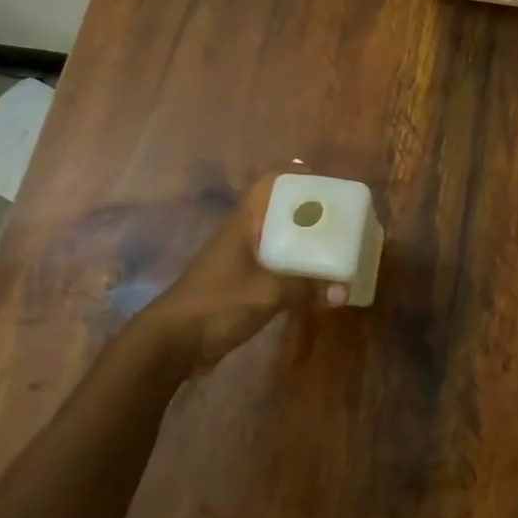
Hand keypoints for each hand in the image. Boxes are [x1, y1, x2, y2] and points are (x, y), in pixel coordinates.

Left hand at [140, 173, 346, 363]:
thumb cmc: (218, 302)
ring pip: (279, 240)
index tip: (328, 183)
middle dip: (311, 212)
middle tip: (343, 218)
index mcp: (245, 221)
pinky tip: (317, 279)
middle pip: (280, 210)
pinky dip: (297, 268)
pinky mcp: (242, 284)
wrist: (172, 342)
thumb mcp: (268, 292)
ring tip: (338, 246)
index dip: (297, 176)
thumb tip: (345, 290)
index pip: (270, 182)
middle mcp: (244, 233)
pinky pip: (276, 266)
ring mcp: (241, 259)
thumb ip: (307, 288)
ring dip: (305, 242)